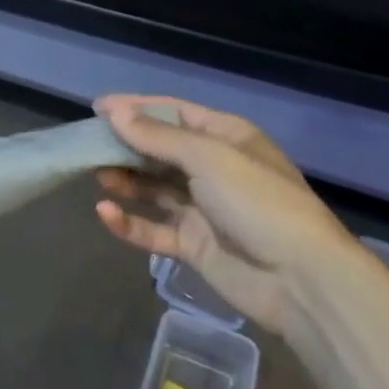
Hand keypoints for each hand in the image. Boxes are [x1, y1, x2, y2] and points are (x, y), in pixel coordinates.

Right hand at [93, 96, 357, 337]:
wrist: (301, 280)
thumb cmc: (258, 202)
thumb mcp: (208, 158)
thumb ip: (157, 137)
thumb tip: (115, 112)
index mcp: (226, 137)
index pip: (174, 113)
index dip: (136, 108)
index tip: (97, 109)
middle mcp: (213, 168)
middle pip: (160, 150)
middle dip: (125, 146)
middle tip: (87, 145)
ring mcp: (203, 208)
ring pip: (153, 188)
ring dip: (125, 181)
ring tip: (96, 175)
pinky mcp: (194, 245)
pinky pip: (154, 228)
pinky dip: (129, 222)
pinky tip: (105, 213)